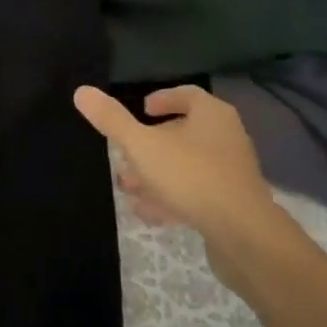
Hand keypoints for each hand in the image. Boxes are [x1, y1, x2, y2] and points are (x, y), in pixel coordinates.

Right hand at [73, 84, 275, 240]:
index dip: (163, 99)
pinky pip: (196, 193)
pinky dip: (171, 197)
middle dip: (151, 144)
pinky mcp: (232, 204)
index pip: (187, 95)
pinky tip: (148, 213)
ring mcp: (231, 172)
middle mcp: (226, 137)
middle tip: (124, 154)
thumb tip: (81, 91)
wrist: (244, 235)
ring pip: (187, 166)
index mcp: (212, 114)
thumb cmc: (191, 177)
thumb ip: (112, 120)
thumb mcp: (143, 146)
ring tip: (128, 187)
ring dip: (156, 174)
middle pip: (184, 132)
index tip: (141, 109)